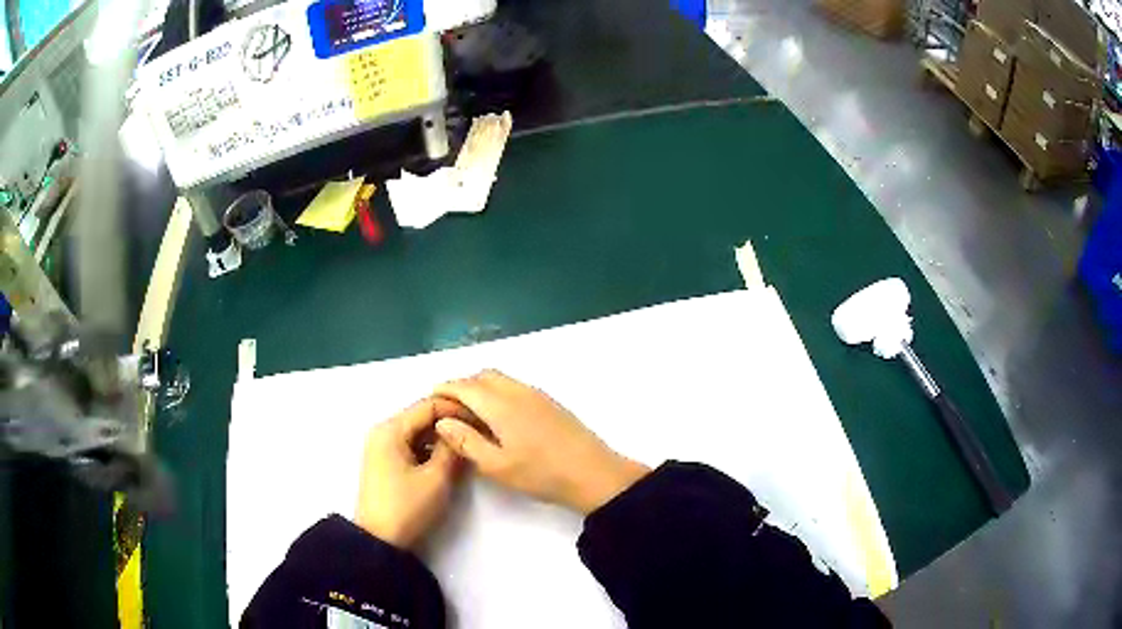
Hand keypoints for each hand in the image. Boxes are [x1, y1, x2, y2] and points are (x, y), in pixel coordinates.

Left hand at [354, 398, 463, 548]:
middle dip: (449, 423)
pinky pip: (410, 444)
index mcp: (391, 429)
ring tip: (466, 446)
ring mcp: (381, 446)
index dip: (457, 408)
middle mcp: (382, 431)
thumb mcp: (436, 478)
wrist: (379, 540)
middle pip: (421, 416)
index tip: (482, 418)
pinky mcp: (384, 461)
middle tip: (478, 432)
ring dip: (440, 437)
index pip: (429, 405)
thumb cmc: (407, 507)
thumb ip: (452, 448)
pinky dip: (428, 448)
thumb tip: (462, 430)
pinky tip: (447, 459)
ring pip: (417, 431)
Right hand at [433, 370, 648, 513]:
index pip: (463, 386)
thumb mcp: (496, 465)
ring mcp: (536, 394)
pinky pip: (514, 385)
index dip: (444, 390)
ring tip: (472, 416)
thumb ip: (465, 441)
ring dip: (480, 388)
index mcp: (500, 404)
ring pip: (500, 379)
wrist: (593, 473)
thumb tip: (442, 421)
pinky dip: (497, 391)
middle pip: (481, 376)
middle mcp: (517, 390)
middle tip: (450, 410)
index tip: (431, 402)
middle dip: (461, 386)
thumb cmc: (541, 473)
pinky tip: (499, 417)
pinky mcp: (549, 401)